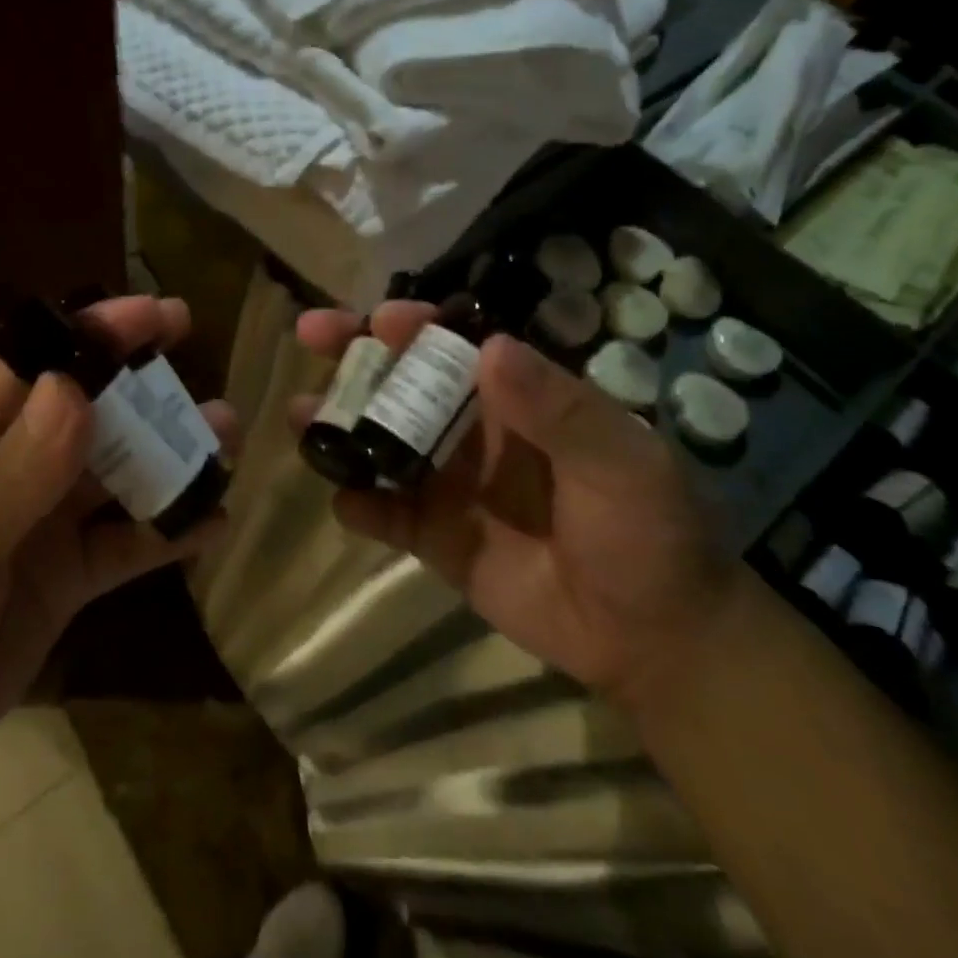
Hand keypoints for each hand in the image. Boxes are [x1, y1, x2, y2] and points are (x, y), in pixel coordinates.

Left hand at [0, 295, 234, 791]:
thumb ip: (15, 470)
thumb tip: (75, 385)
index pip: (37, 366)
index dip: (97, 334)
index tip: (161, 314)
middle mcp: (10, 470)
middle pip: (91, 417)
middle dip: (149, 395)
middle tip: (211, 380)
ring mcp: (40, 526)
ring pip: (117, 476)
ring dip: (171, 459)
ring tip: (228, 441)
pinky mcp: (64, 580)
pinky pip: (125, 545)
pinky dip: (167, 532)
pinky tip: (214, 524)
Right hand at [295, 302, 743, 709]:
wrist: (656, 638)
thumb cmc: (649, 533)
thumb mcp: (620, 462)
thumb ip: (557, 408)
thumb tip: (491, 346)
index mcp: (514, 397)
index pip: (453, 345)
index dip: (413, 325)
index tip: (376, 319)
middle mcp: (471, 429)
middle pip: (402, 381)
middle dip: (355, 356)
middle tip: (310, 336)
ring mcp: (448, 483)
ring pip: (380, 441)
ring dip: (340, 426)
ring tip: (301, 419)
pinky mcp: (435, 536)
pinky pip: (386, 513)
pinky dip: (360, 505)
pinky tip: (343, 501)